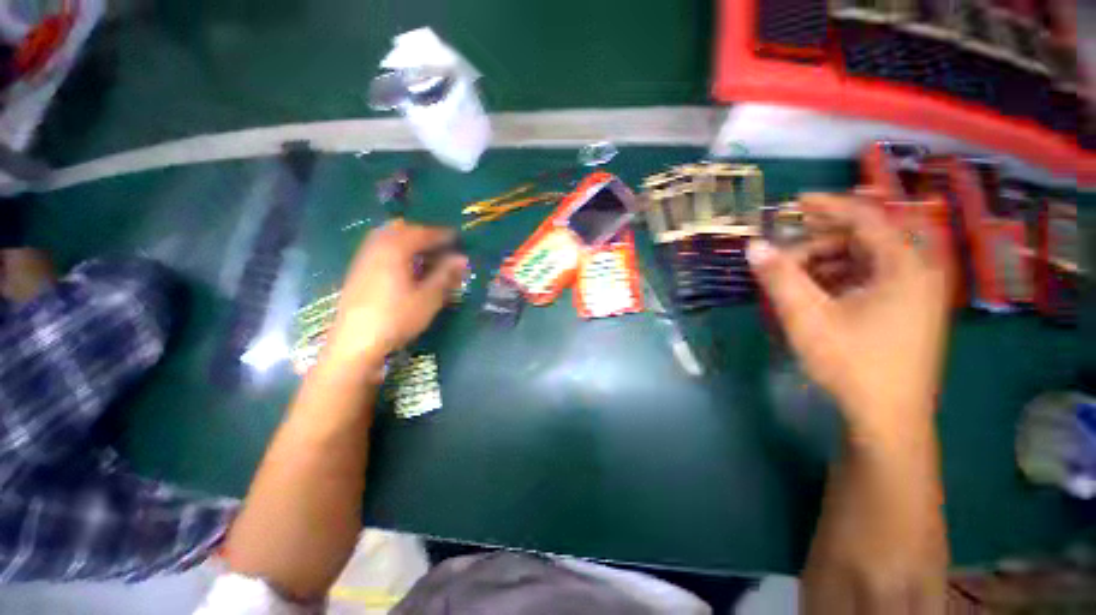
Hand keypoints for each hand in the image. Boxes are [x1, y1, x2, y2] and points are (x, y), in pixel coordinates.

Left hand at [326, 220, 466, 368]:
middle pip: (402, 229)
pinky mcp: (358, 271)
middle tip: (441, 246)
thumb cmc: (397, 318)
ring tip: (425, 256)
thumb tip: (463, 258)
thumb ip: (446, 274)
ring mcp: (364, 259)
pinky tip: (405, 268)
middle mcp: (376, 247)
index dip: (442, 235)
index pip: (422, 233)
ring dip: (408, 241)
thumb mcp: (428, 298)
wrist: (355, 343)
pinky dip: (396, 250)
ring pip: (388, 238)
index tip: (457, 238)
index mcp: (395, 250)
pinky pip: (379, 249)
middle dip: (423, 234)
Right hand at [748, 193, 950, 444]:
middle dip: (819, 243)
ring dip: (826, 263)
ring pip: (865, 260)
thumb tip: (753, 246)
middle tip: (783, 258)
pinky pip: (870, 280)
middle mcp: (917, 272)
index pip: (867, 217)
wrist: (887, 419)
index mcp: (905, 267)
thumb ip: (779, 277)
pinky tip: (815, 295)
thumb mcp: (807, 318)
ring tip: (793, 281)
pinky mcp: (906, 310)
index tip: (795, 203)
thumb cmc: (852, 364)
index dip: (829, 205)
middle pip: (865, 238)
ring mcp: (915, 293)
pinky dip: (839, 279)